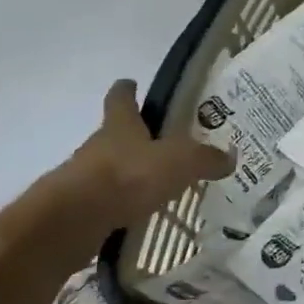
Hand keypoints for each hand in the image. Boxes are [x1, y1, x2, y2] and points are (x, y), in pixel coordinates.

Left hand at [30, 80, 232, 269]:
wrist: (73, 221)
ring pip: (111, 169)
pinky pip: (106, 203)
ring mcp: (84, 178)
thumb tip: (230, 157)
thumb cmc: (128, 176)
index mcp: (120, 125)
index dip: (127, 89)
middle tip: (165, 146)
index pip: (121, 98)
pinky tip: (141, 216)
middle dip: (136, 138)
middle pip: (116, 134)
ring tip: (157, 186)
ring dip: (129, 175)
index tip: (131, 83)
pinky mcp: (79, 210)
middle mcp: (98, 146)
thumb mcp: (180, 162)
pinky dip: (122, 206)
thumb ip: (206, 159)